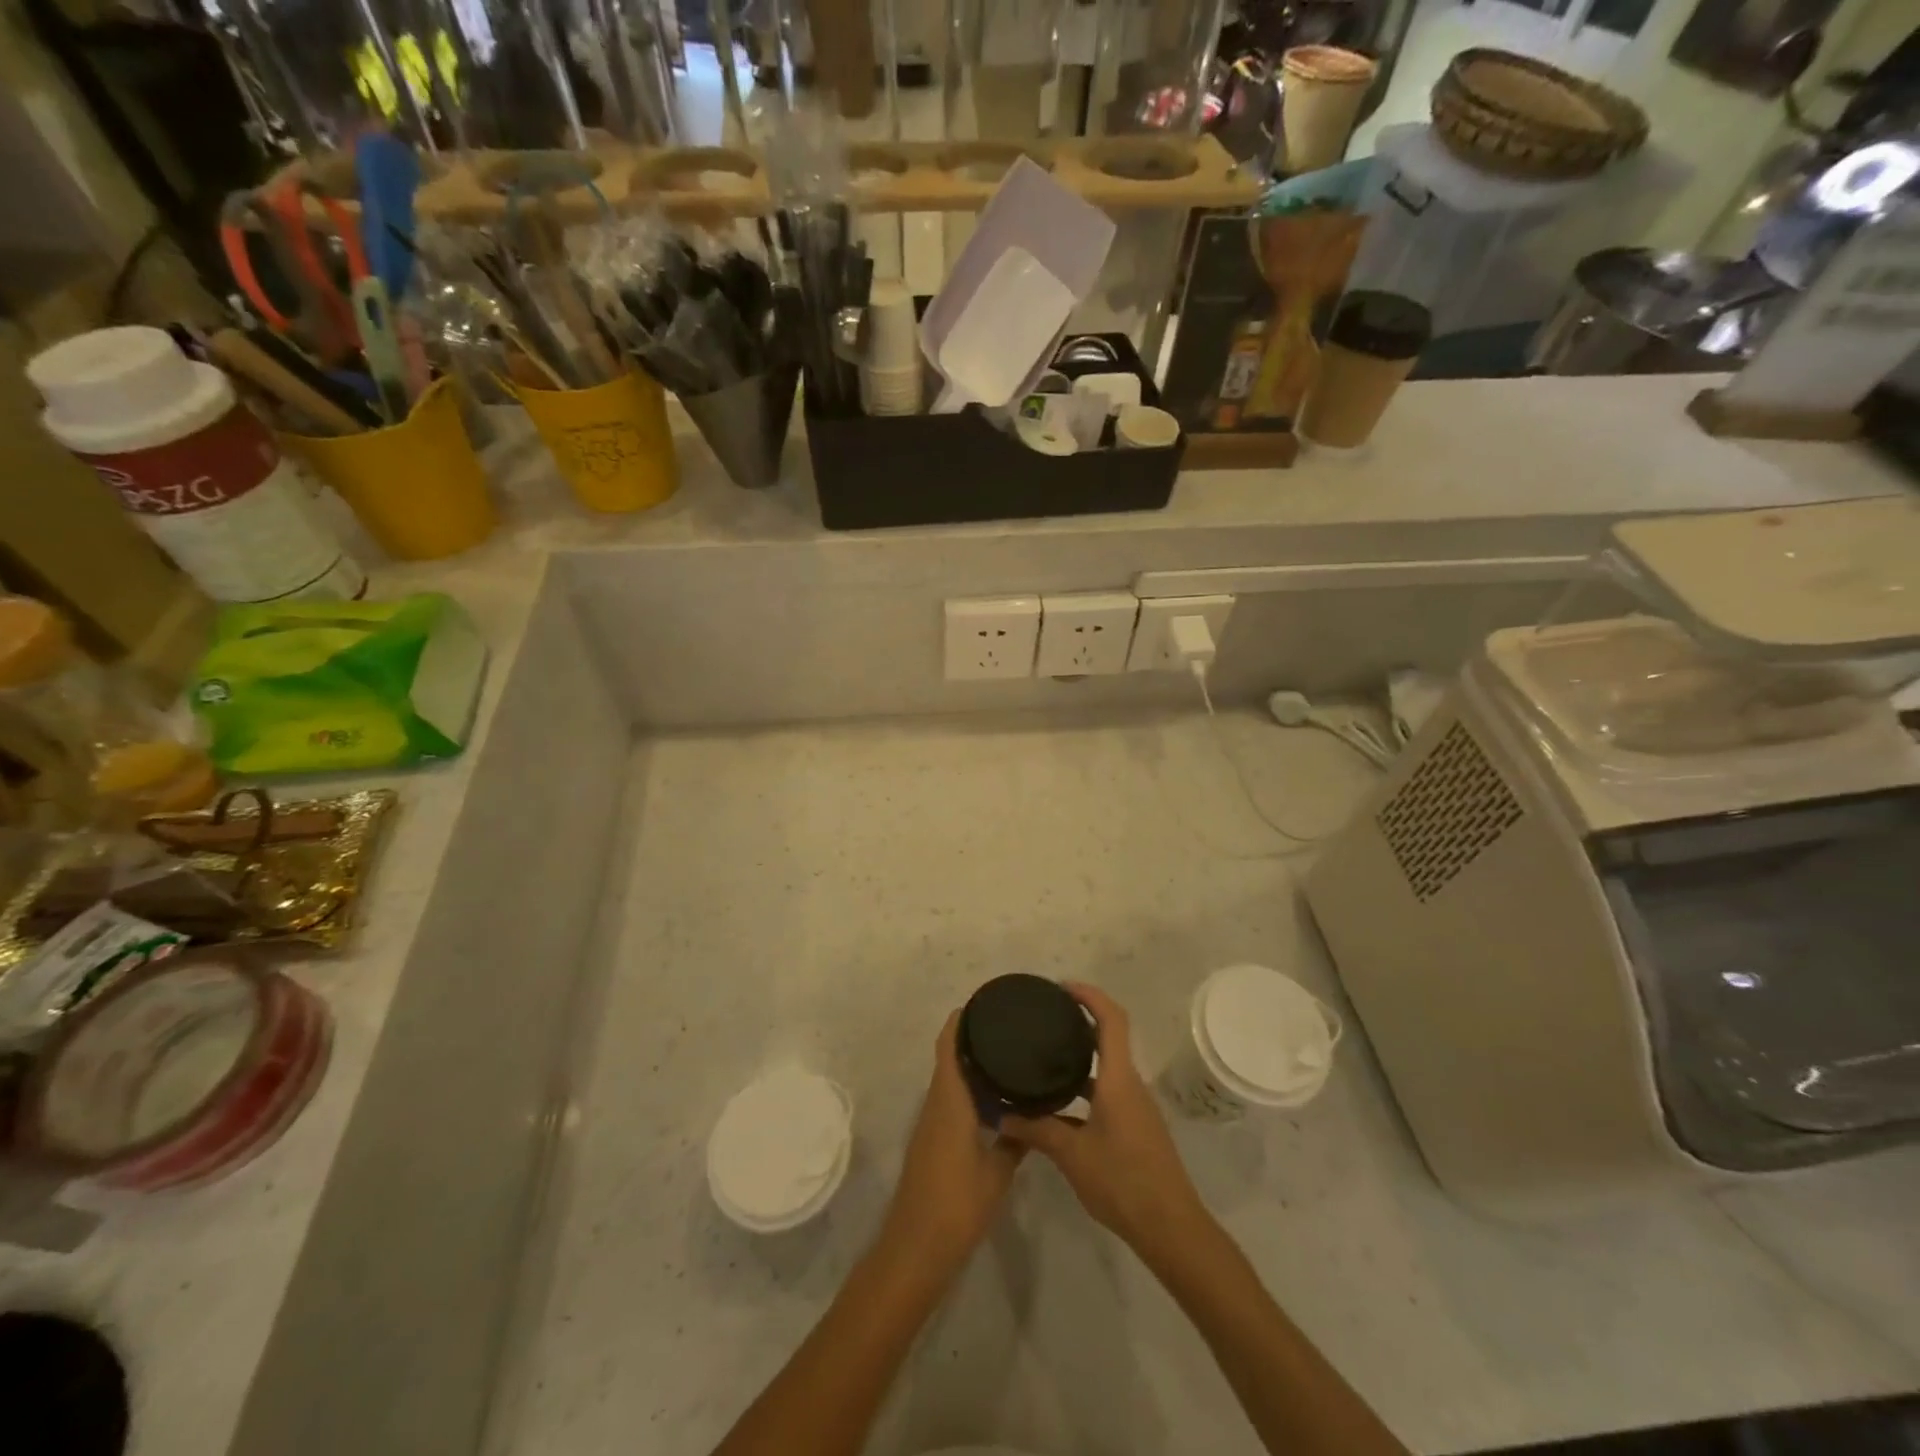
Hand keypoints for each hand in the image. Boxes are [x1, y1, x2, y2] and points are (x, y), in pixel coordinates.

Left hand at [878, 1011, 1024, 1274]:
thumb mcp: (997, 1173)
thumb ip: (1016, 1141)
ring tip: (1007, 1059)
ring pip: (949, 1083)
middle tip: (1007, 1030)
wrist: (916, 1248)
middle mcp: (935, 1105)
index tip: (982, 1004)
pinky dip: (967, 1092)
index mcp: (949, 1102)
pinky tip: (994, 1102)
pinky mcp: (931, 1143)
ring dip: (970, 1068)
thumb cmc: (957, 1205)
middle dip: (971, 1041)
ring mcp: (930, 1125)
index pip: (948, 1047)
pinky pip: (949, 1102)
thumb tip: (1033, 1117)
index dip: (959, 1021)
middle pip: (948, 1059)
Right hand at [1000, 984, 1207, 1259]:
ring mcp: (1135, 1107)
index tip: (1061, 988)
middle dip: (1080, 1022)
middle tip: (1046, 1019)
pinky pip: (1108, 1091)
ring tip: (1046, 1057)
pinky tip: (1059, 1105)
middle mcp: (1130, 1084)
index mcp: (1119, 1079)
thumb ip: (1037, 1130)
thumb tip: (1003, 1116)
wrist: (1170, 1228)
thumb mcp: (1072, 1154)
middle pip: (1109, 1038)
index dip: (1090, 996)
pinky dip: (1085, 1087)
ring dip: (1081, 1057)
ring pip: (1107, 1068)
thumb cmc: (1123, 1181)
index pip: (1112, 1019)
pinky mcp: (1135, 1127)